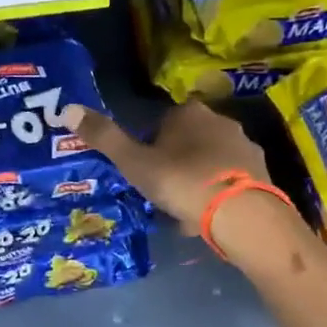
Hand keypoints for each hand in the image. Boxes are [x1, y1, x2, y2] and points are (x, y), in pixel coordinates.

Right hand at [71, 101, 272, 229]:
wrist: (241, 213)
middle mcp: (220, 121)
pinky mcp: (261, 172)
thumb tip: (66, 109)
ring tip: (185, 211)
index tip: (145, 172)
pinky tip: (209, 218)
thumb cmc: (181, 182)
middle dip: (176, 163)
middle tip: (162, 193)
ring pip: (210, 161)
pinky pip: (230, 180)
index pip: (162, 122)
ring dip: (197, 179)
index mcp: (188, 113)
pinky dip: (218, 194)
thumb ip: (104, 138)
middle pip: (188, 140)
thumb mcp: (135, 163)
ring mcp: (244, 146)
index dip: (150, 147)